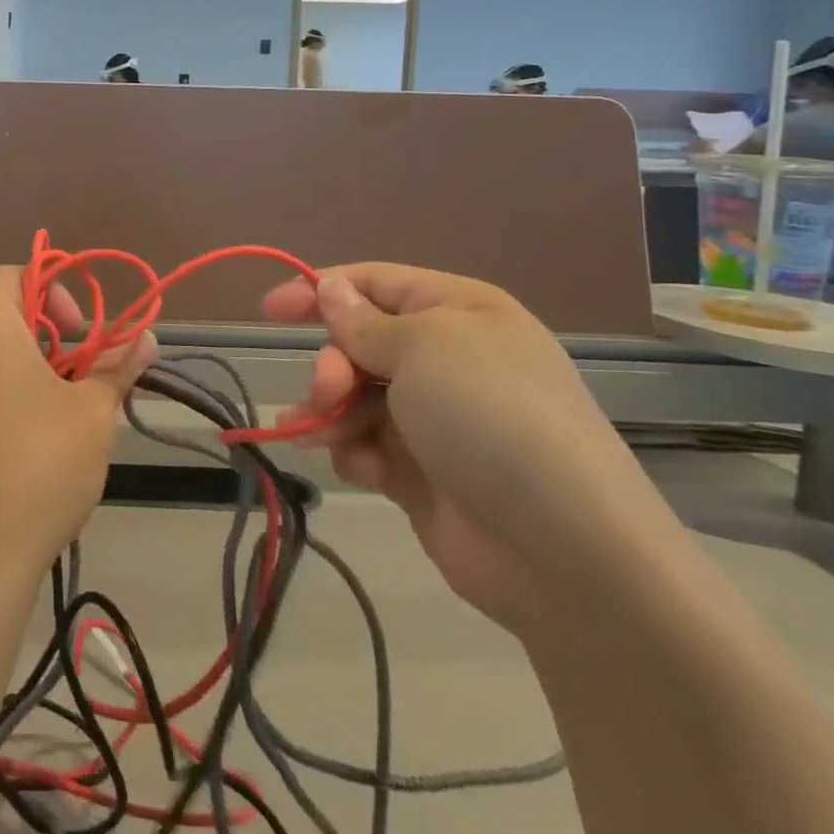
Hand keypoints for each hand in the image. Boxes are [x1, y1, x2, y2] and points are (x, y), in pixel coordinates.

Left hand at [0, 266, 155, 587]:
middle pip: (1, 318)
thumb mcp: (92, 413)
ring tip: (61, 423)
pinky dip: (1, 404)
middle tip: (81, 383)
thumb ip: (118, 366)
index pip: (13, 274)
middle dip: (49, 340)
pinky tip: (26, 455)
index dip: (55, 289)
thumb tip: (146, 338)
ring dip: (27, 375)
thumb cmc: (36, 466)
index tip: (81, 334)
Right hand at [262, 265, 684, 636]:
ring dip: (331, 412)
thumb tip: (331, 289)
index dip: (320, 290)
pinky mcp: (423, 472)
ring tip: (323, 435)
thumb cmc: (490, 418)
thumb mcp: (423, 348)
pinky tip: (366, 472)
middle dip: (332, 365)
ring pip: (354, 396)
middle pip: (358, 342)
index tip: (269, 310)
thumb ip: (363, 322)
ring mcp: (436, 418)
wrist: (564, 551)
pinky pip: (367, 445)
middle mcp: (448, 358)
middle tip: (327, 392)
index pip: (375, 282)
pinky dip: (356, 453)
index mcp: (459, 312)